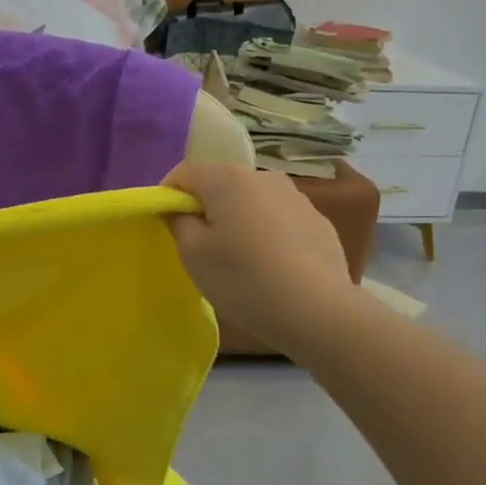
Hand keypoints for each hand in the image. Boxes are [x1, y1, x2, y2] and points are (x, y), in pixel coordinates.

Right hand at [163, 162, 356, 356]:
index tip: (167, 227)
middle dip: (205, 209)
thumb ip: (178, 221)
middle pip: (220, 185)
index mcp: (228, 179)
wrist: (317, 311)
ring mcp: (296, 197)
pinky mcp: (318, 221)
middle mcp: (263, 177)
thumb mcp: (193, 254)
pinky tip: (272, 268)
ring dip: (238, 221)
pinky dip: (267, 235)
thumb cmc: (243, 278)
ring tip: (240, 261)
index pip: (184, 173)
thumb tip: (179, 208)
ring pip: (251, 202)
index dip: (168, 196)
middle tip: (202, 249)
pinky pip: (278, 220)